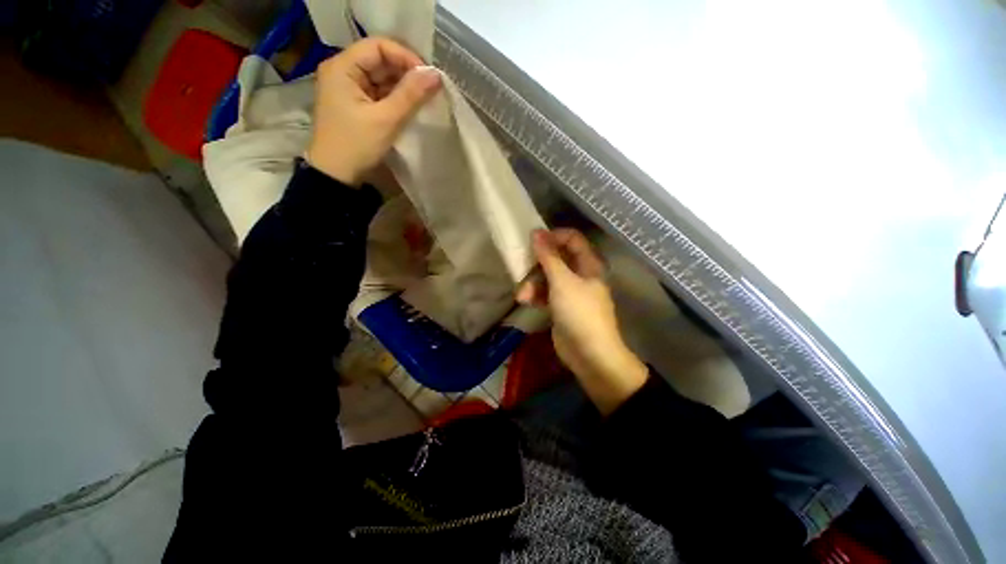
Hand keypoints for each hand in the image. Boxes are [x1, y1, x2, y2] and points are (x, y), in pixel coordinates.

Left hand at [305, 38, 441, 184]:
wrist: (336, 175)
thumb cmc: (356, 145)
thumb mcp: (386, 120)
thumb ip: (411, 95)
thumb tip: (436, 75)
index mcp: (342, 66)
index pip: (378, 46)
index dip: (405, 57)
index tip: (428, 77)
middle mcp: (342, 70)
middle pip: (379, 60)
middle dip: (406, 73)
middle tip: (429, 90)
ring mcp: (348, 87)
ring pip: (381, 77)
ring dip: (402, 87)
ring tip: (423, 100)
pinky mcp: (354, 103)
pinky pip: (378, 92)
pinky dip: (394, 98)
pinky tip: (409, 107)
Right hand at [517, 229, 647, 414]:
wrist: (590, 354)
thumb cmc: (579, 312)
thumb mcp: (562, 281)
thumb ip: (548, 257)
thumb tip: (536, 232)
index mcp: (588, 264)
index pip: (572, 238)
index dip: (553, 237)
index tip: (533, 241)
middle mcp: (580, 274)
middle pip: (557, 258)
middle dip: (537, 264)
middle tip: (522, 267)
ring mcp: (570, 291)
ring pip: (548, 277)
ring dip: (533, 283)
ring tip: (522, 295)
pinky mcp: (561, 306)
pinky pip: (546, 293)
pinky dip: (536, 295)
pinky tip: (525, 301)